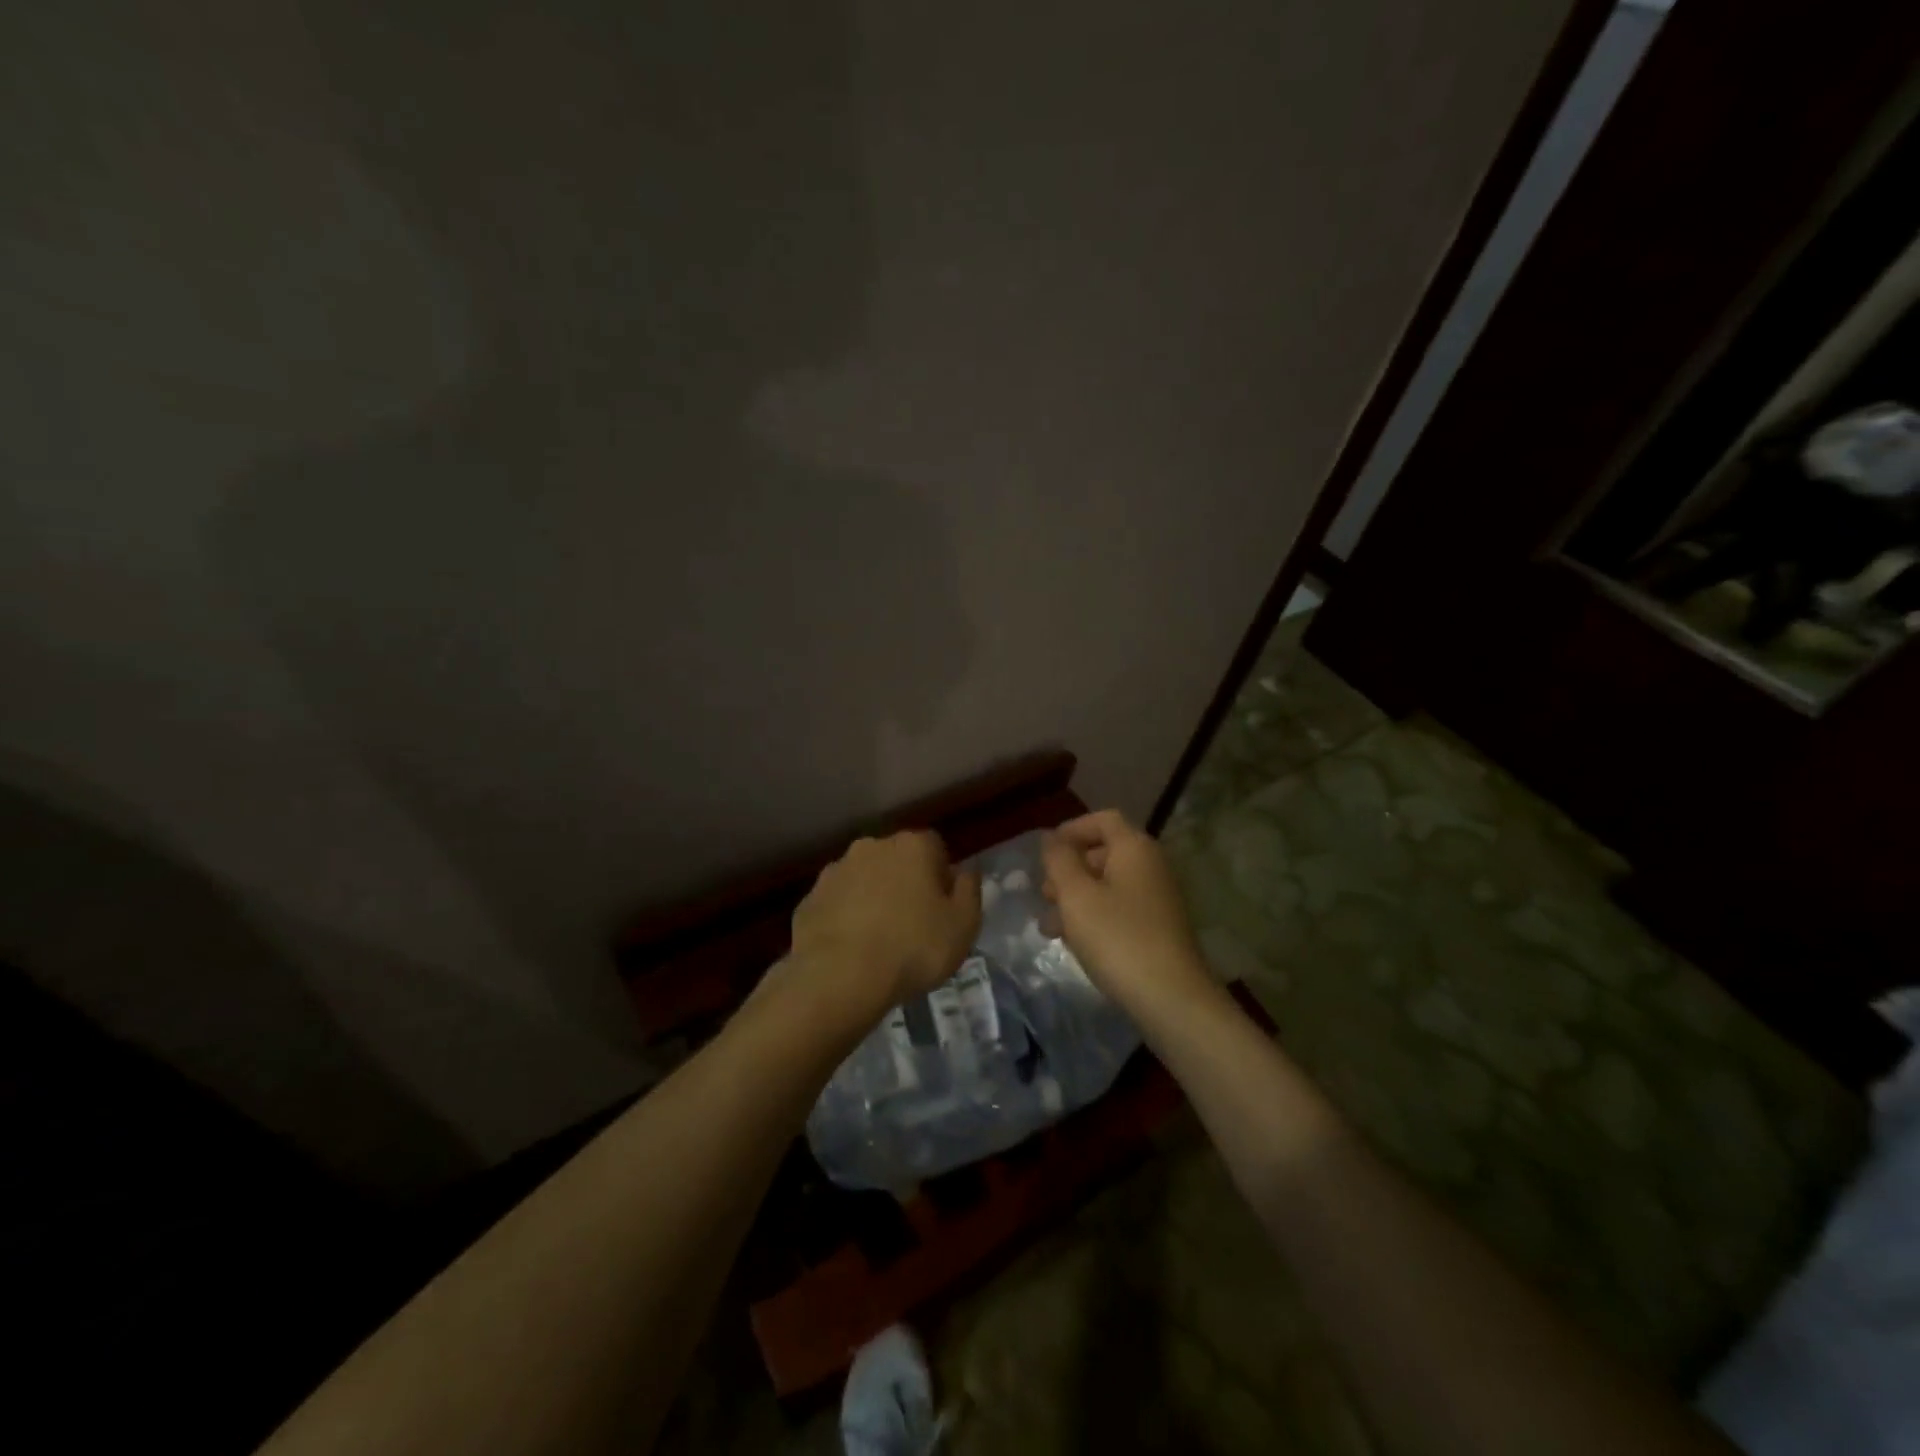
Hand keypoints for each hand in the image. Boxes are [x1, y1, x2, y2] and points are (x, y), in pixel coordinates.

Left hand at [788, 830, 981, 1025]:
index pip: (935, 847)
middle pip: (897, 860)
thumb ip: (969, 891)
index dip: (941, 876)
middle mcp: (872, 846)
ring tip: (880, 941)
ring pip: (864, 879)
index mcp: (912, 846)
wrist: (838, 976)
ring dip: (873, 899)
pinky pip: (837, 904)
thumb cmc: (913, 947)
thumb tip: (965, 871)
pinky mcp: (809, 899)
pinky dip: (845, 918)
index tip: (942, 908)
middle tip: (913, 924)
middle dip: (905, 883)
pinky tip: (852, 950)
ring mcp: (835, 871)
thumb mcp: (964, 925)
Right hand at [1041, 810, 1213, 1014]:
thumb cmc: (1117, 938)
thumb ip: (1059, 860)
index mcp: (1134, 848)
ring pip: (1109, 885)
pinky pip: (1120, 910)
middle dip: (1069, 870)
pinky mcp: (1159, 929)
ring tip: (1049, 926)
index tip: (1045, 854)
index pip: (1103, 819)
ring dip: (1076, 898)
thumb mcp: (1076, 896)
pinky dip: (1094, 917)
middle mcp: (1151, 866)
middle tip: (1044, 894)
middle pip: (1104, 852)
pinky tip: (1074, 943)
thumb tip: (1051, 838)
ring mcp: (1158, 899)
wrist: (1171, 998)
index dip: (1071, 829)